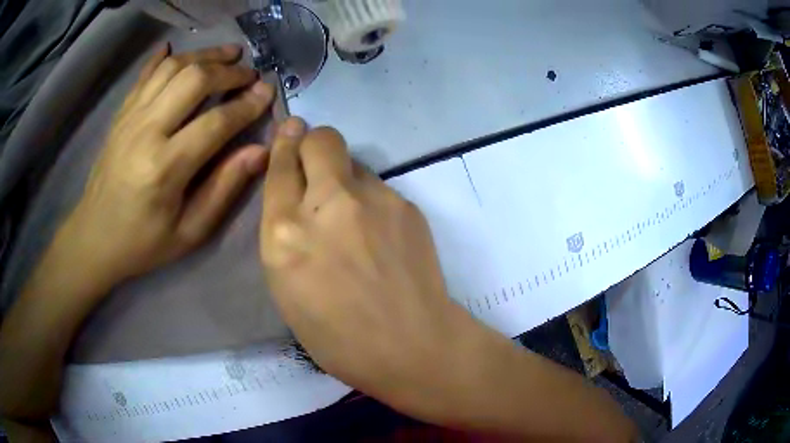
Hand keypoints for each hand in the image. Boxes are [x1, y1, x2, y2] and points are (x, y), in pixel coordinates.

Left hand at [64, 43, 274, 286]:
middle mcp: (146, 132)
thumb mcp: (189, 232)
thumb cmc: (143, 243)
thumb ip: (224, 189)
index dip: (247, 105)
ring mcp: (130, 118)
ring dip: (204, 55)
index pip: (216, 123)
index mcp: (165, 168)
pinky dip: (163, 58)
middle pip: (194, 80)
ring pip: (172, 68)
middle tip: (249, 73)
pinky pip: (145, 75)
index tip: (268, 93)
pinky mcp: (121, 115)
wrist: (94, 238)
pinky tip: (176, 50)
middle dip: (228, 71)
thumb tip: (260, 151)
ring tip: (227, 53)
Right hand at [259, 118, 477, 419]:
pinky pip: (378, 187)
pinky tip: (380, 236)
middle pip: (320, 139)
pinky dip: (371, 201)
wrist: (411, 346)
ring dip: (344, 178)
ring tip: (354, 219)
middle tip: (316, 163)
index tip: (289, 132)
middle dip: (313, 142)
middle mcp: (327, 205)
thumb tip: (296, 200)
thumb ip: (286, 235)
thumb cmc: (337, 337)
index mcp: (285, 234)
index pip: (280, 167)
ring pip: (353, 162)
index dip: (284, 146)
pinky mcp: (406, 205)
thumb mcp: (286, 289)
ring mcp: (373, 200)